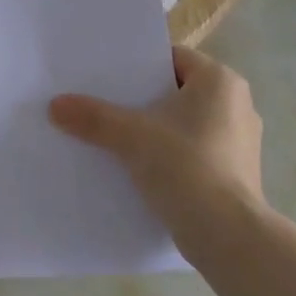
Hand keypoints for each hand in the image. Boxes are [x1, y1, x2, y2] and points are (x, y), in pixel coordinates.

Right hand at [48, 46, 264, 230]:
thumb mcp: (131, 136)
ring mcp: (240, 141)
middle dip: (142, 99)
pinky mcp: (236, 174)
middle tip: (104, 103)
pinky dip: (170, 155)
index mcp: (219, 81)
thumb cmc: (187, 167)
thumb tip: (55, 105)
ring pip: (185, 124)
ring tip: (116, 137)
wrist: (229, 237)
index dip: (138, 65)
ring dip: (155, 130)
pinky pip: (194, 151)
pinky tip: (140, 168)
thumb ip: (93, 117)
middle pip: (176, 91)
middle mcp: (237, 104)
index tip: (107, 76)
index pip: (172, 58)